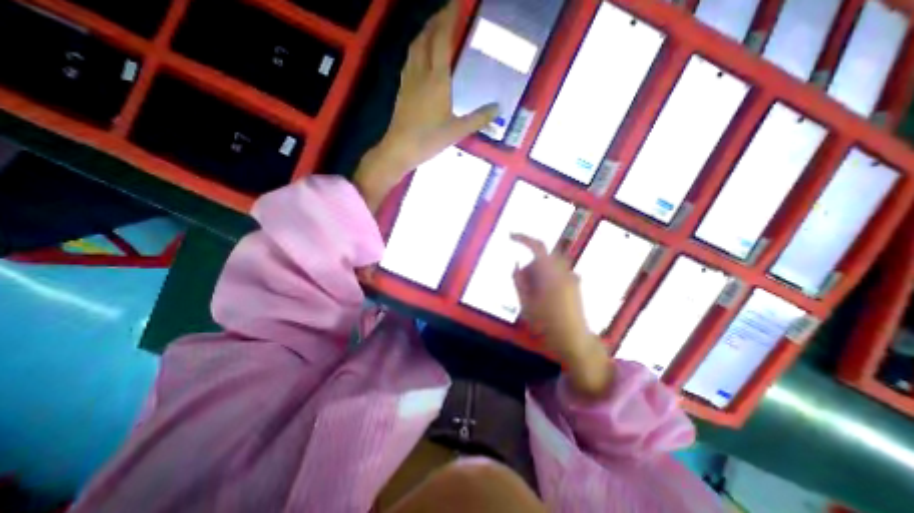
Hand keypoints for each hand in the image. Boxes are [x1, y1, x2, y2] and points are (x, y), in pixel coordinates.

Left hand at [353, 1, 497, 210]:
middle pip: (426, 37)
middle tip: (446, 11)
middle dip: (435, 20)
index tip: (455, 3)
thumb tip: (497, 108)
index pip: (442, 39)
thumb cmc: (428, 140)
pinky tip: (420, 55)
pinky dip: (416, 49)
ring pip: (414, 47)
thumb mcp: (457, 131)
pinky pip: (409, 60)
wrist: (399, 149)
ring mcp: (408, 80)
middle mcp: (421, 73)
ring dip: (424, 32)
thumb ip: (478, 118)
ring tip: (433, 28)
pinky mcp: (402, 90)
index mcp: (437, 80)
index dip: (448, 18)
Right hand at [513, 234, 612, 397]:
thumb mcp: (526, 303)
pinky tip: (544, 296)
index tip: (510, 237)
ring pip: (549, 265)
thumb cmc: (547, 323)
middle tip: (521, 283)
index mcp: (551, 273)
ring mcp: (571, 278)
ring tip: (532, 292)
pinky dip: (547, 277)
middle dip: (529, 265)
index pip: (537, 246)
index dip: (523, 238)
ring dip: (538, 272)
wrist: (574, 340)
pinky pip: (557, 273)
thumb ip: (519, 281)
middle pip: (542, 257)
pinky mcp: (575, 285)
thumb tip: (516, 265)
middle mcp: (564, 271)